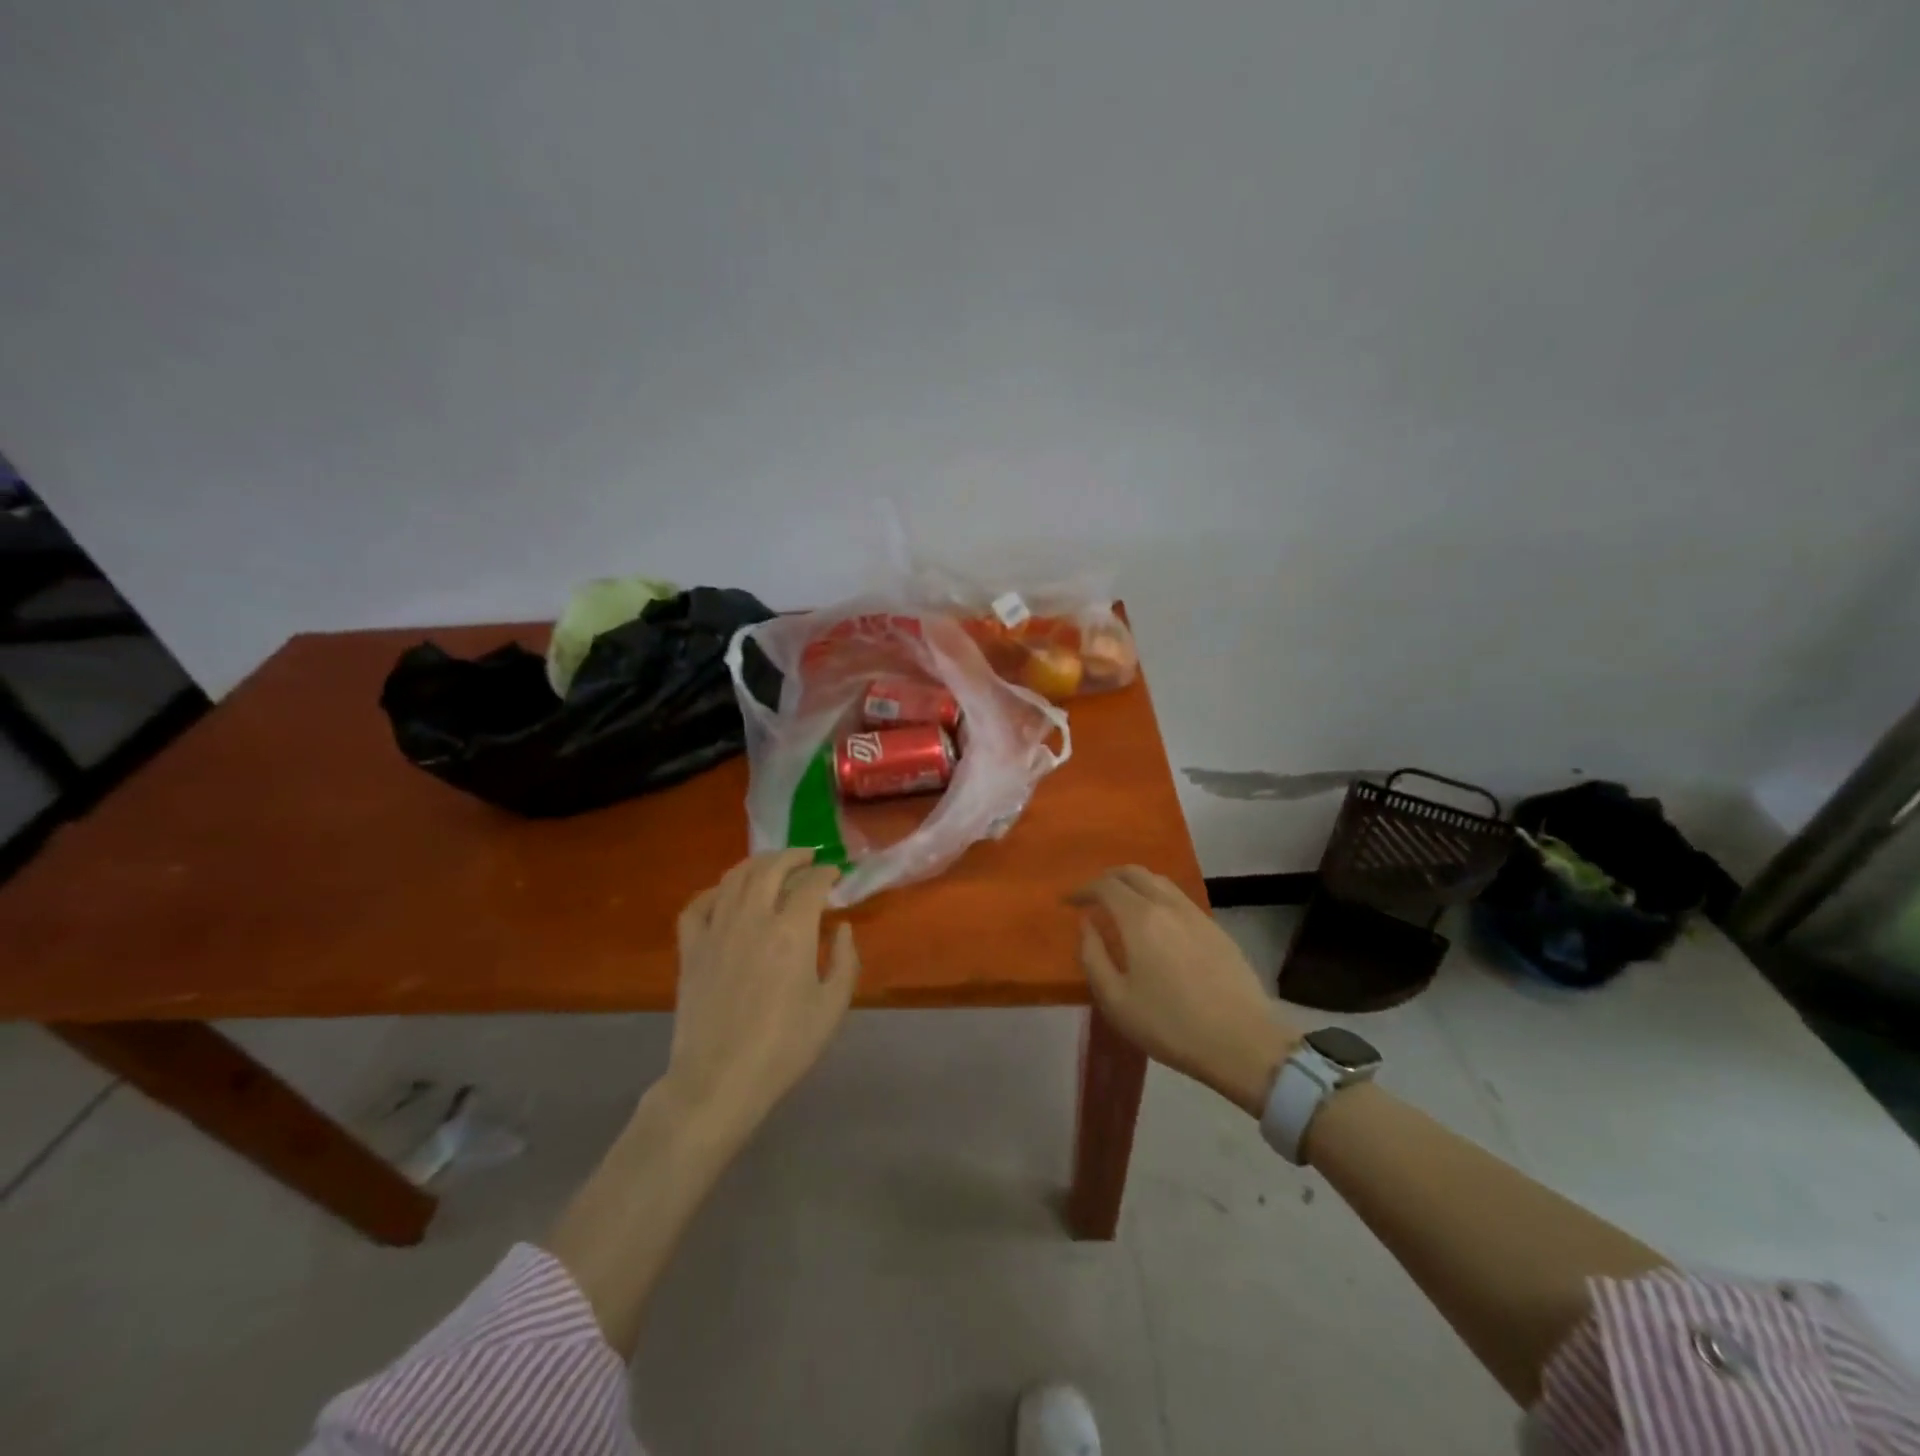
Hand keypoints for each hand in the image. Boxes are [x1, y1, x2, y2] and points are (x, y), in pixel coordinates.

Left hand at [665, 850, 859, 1134]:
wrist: (719, 1081)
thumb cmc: (784, 1047)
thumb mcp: (832, 1007)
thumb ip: (845, 960)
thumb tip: (842, 927)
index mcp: (792, 931)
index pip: (811, 884)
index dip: (827, 874)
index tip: (836, 876)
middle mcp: (753, 918)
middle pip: (771, 867)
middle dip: (793, 856)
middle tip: (808, 858)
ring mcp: (716, 930)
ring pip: (734, 877)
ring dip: (757, 863)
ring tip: (772, 865)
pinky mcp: (690, 949)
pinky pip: (698, 905)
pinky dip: (714, 891)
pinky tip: (725, 895)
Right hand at [1072, 866, 1299, 1114]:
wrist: (1242, 1042)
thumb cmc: (1170, 1025)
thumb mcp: (1115, 1000)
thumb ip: (1093, 956)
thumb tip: (1087, 925)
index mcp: (1140, 918)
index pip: (1105, 885)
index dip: (1083, 889)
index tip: (1070, 902)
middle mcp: (1168, 905)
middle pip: (1134, 872)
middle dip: (1108, 878)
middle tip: (1093, 896)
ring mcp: (1196, 914)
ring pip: (1160, 881)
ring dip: (1135, 884)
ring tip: (1122, 905)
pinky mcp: (1216, 929)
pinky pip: (1179, 898)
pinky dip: (1157, 897)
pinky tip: (1156, 923)